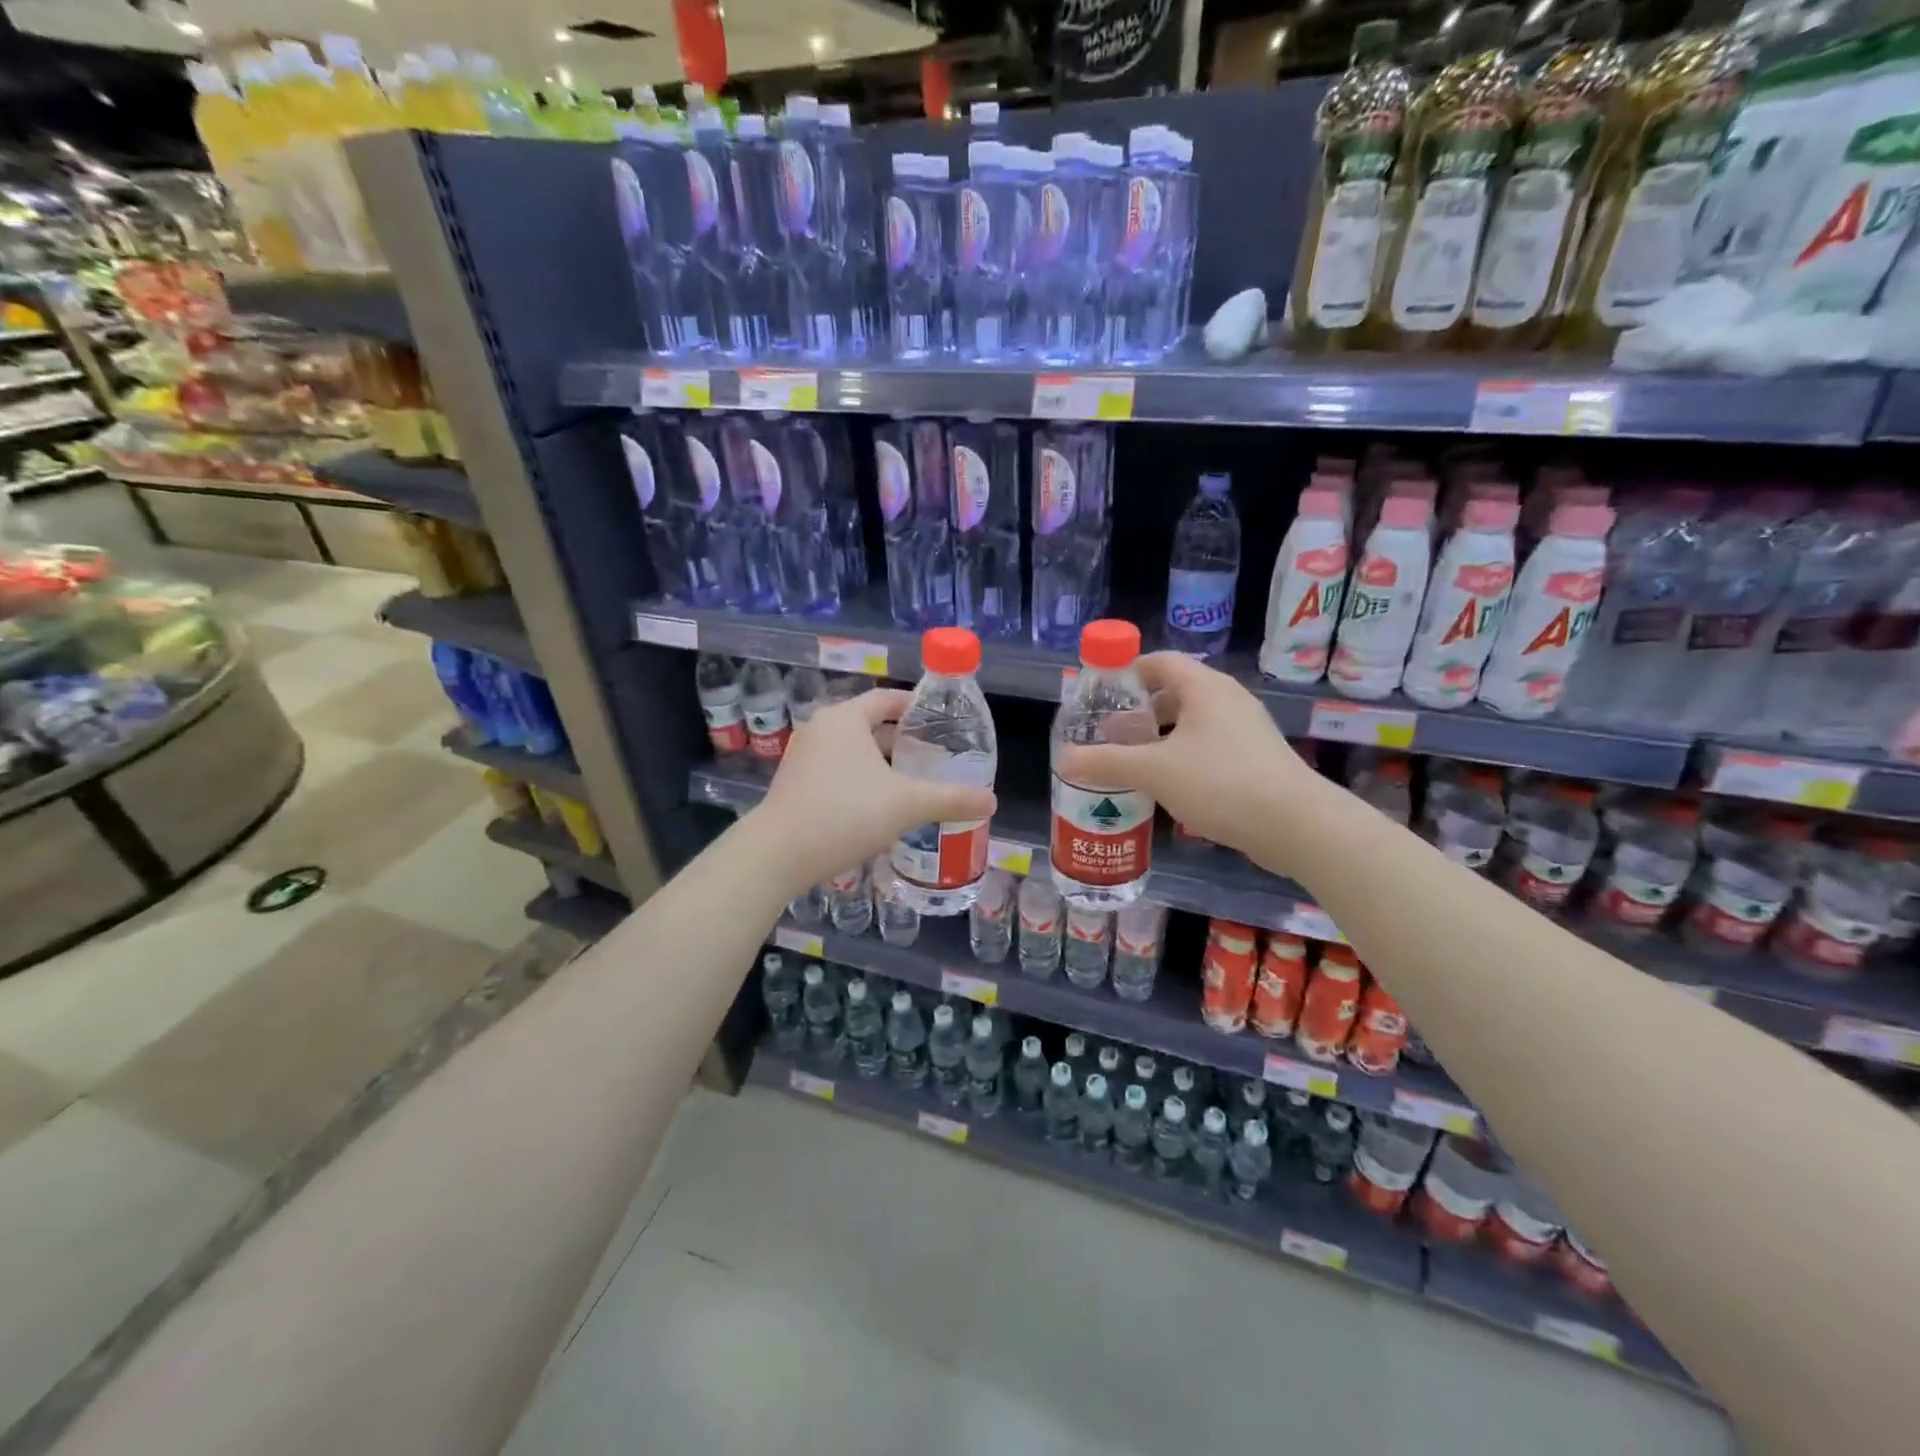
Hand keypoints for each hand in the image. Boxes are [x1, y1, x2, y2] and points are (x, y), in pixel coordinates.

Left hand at [749, 689, 997, 897]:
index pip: (887, 700)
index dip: (916, 708)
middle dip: (902, 740)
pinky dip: (861, 779)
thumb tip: (991, 801)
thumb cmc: (844, 814)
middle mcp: (821, 728)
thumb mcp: (906, 805)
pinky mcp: (795, 784)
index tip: (942, 723)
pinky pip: (837, 771)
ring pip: (853, 751)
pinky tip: (880, 806)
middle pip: (870, 725)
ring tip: (913, 782)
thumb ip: (951, 799)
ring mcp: (803, 756)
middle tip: (935, 756)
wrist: (777, 855)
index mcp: (845, 718)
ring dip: (882, 763)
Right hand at [1055, 653, 1324, 873]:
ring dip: (1161, 736)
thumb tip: (1064, 760)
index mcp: (1204, 688)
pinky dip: (1183, 755)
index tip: (1101, 693)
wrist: (1295, 824)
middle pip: (1176, 691)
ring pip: (1193, 722)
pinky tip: (1168, 785)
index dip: (1128, 671)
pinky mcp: (1256, 759)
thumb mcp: (1154, 771)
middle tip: (1111, 731)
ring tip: (1133, 760)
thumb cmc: (1220, 782)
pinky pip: (1209, 745)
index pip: (1160, 662)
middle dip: (1141, 710)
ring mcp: (1246, 730)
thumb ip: (1107, 763)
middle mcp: (1227, 700)